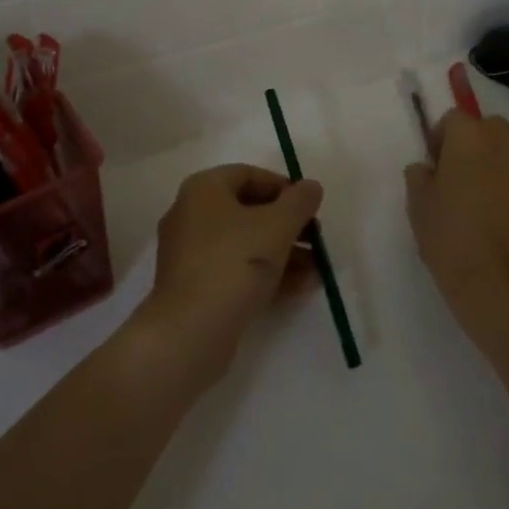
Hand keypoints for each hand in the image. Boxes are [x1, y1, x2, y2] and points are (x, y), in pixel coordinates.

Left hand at [135, 165, 324, 384]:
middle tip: (317, 240)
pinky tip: (301, 288)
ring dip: (283, 253)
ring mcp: (190, 254)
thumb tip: (311, 186)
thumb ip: (299, 202)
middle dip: (288, 225)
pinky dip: (266, 275)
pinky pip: (235, 270)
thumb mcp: (277, 226)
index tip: (310, 207)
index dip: (284, 187)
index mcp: (204, 189)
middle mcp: (191, 215)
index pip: (248, 175)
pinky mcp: (195, 288)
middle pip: (248, 211)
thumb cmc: (234, 263)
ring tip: (318, 270)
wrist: (190, 333)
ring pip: (244, 244)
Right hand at [405, 112, 508, 330]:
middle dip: (472, 143)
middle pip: (487, 127)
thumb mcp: (418, 204)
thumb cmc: (451, 237)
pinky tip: (499, 218)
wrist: (502, 286)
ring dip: (494, 162)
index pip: (453, 118)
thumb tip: (428, 169)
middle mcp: (505, 143)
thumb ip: (419, 175)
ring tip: (480, 198)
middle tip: (457, 177)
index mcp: (470, 137)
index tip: (434, 166)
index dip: (440, 138)